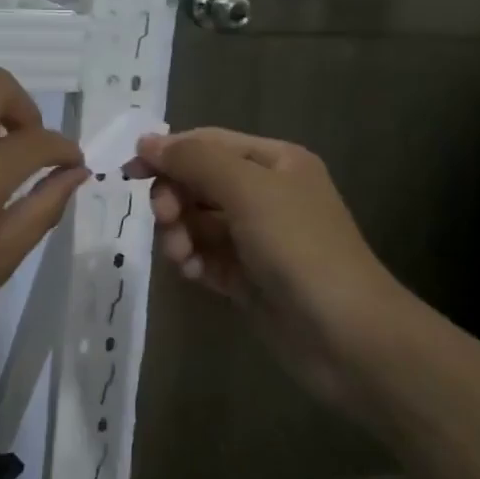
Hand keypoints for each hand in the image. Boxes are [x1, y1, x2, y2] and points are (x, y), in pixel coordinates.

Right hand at [126, 128, 405, 404]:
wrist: (349, 338)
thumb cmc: (300, 249)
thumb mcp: (248, 190)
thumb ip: (195, 160)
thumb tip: (147, 140)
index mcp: (274, 162)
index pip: (207, 143)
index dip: (168, 153)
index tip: (130, 172)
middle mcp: (265, 193)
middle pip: (197, 182)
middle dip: (175, 198)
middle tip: (166, 220)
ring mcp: (256, 237)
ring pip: (196, 220)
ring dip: (179, 233)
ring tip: (181, 256)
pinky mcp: (247, 276)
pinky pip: (204, 255)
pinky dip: (191, 259)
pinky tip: (191, 272)